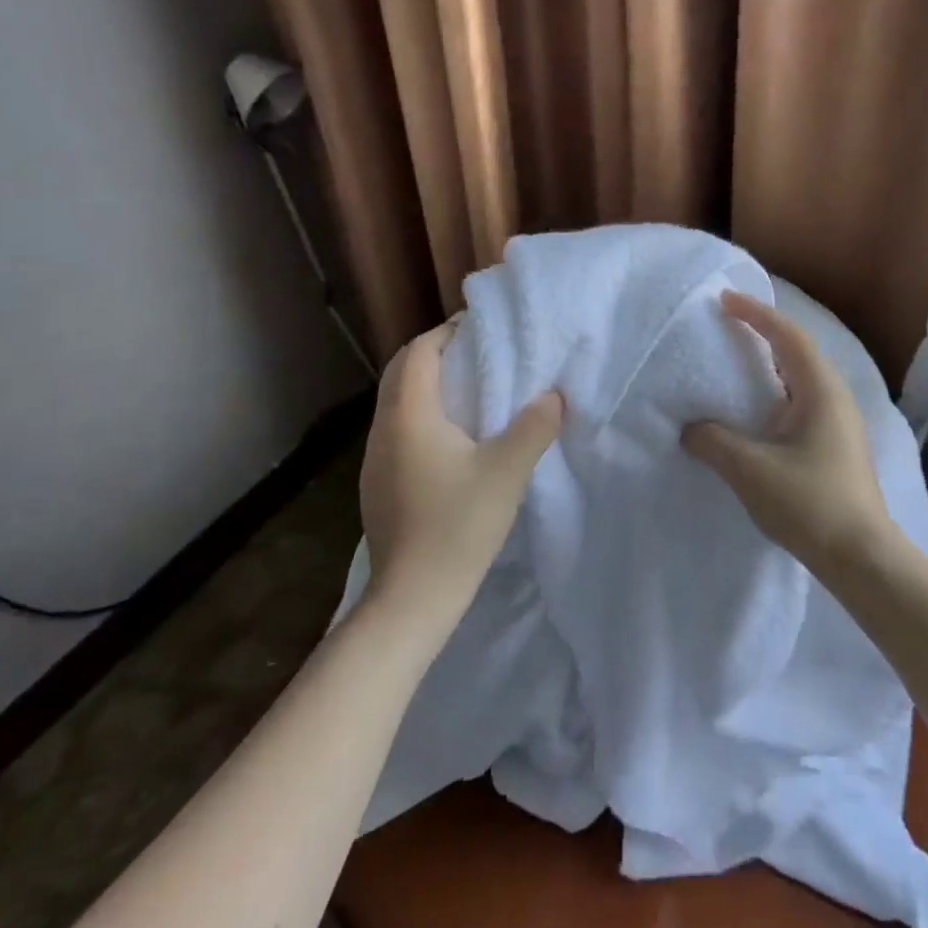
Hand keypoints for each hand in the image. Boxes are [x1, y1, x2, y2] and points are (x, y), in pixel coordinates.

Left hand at [358, 322, 563, 622]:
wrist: (412, 598)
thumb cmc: (458, 526)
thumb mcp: (507, 472)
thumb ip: (534, 427)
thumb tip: (554, 396)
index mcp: (409, 416)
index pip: (419, 352)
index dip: (446, 333)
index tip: (480, 330)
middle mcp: (383, 430)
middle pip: (401, 373)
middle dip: (435, 355)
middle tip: (477, 355)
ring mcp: (374, 459)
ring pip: (396, 403)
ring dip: (427, 386)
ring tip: (468, 391)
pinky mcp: (377, 484)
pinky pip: (396, 431)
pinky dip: (420, 416)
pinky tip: (449, 440)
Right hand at [681, 291, 897, 570]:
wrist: (863, 558)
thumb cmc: (810, 504)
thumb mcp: (750, 470)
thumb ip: (713, 443)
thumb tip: (691, 429)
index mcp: (820, 391)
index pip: (787, 337)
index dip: (756, 314)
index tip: (725, 300)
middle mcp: (835, 398)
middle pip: (798, 352)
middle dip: (765, 333)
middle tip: (730, 326)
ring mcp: (840, 424)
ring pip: (802, 379)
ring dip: (771, 365)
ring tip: (739, 364)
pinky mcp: (837, 447)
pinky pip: (802, 402)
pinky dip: (776, 393)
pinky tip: (758, 414)